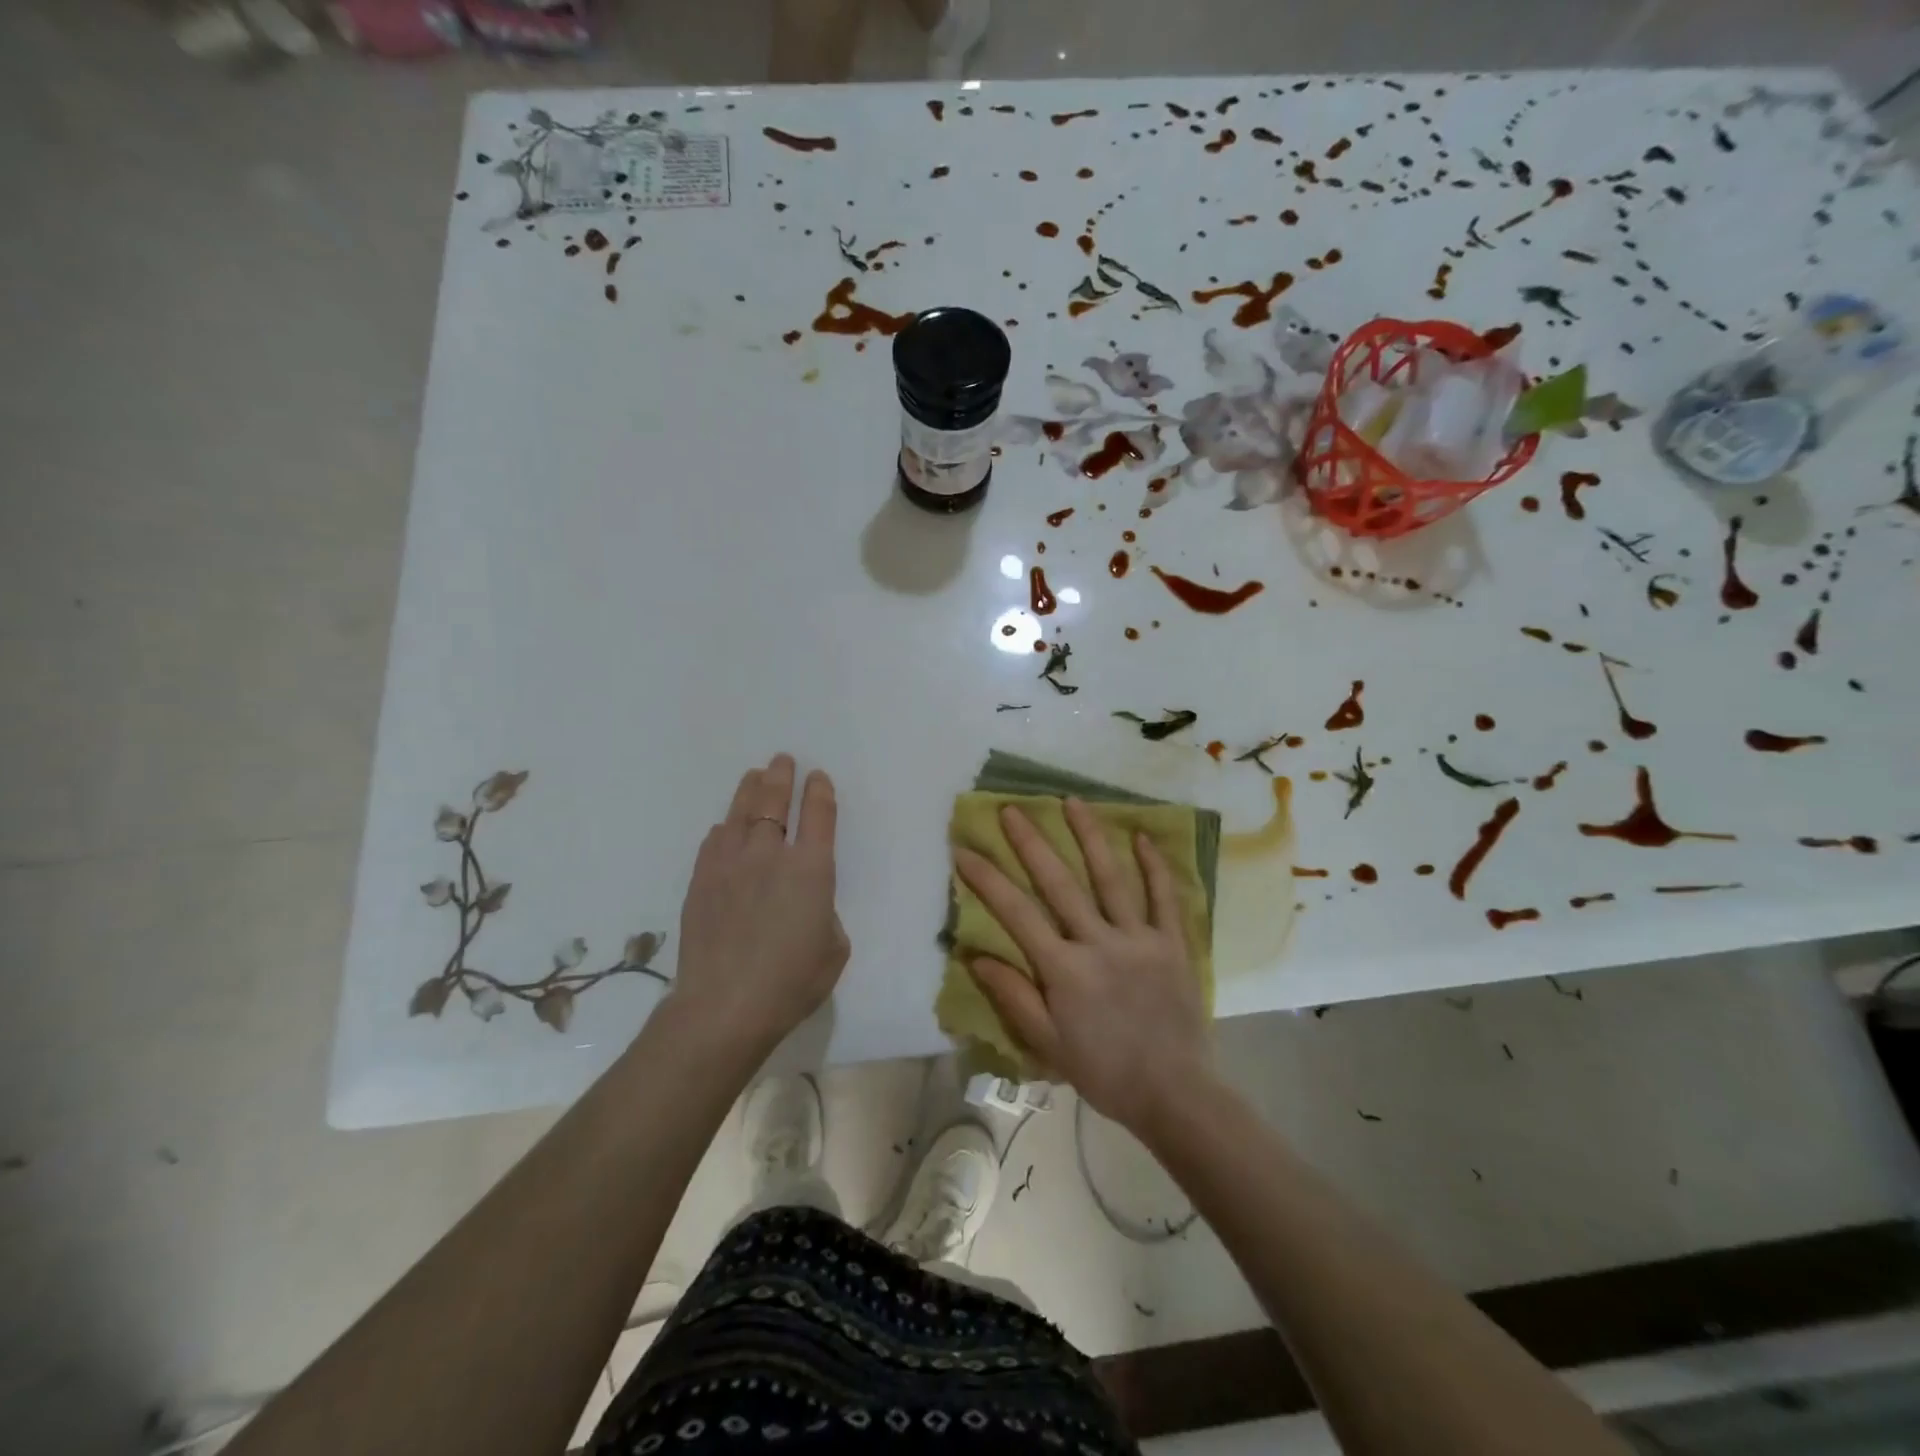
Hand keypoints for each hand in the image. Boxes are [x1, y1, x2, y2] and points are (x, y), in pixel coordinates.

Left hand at [669, 754, 848, 1059]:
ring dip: (750, 791)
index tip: (818, 777)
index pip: (818, 815)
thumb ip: (826, 914)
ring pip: (740, 814)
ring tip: (754, 776)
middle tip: (782, 760)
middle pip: (774, 802)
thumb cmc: (792, 982)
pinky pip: (712, 842)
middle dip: (781, 777)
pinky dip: (723, 830)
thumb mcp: (834, 949)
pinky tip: (723, 828)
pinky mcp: (701, 882)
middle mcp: (770, 855)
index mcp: (812, 869)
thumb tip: (808, 904)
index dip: (820, 791)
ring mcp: (730, 865)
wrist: (724, 1006)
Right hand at [954, 798, 1211, 1132]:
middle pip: (1059, 883)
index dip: (986, 879)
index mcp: (1064, 968)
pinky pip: (1164, 898)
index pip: (1016, 913)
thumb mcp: (1047, 1044)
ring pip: (1111, 878)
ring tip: (1072, 802)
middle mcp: (1098, 942)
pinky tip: (1141, 837)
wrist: (1175, 1094)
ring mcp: (1139, 938)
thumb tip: (974, 956)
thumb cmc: (1105, 1071)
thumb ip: (1013, 996)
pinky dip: (1154, 866)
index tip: (964, 849)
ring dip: (1090, 837)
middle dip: (1031, 843)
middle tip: (1012, 809)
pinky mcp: (1173, 943)